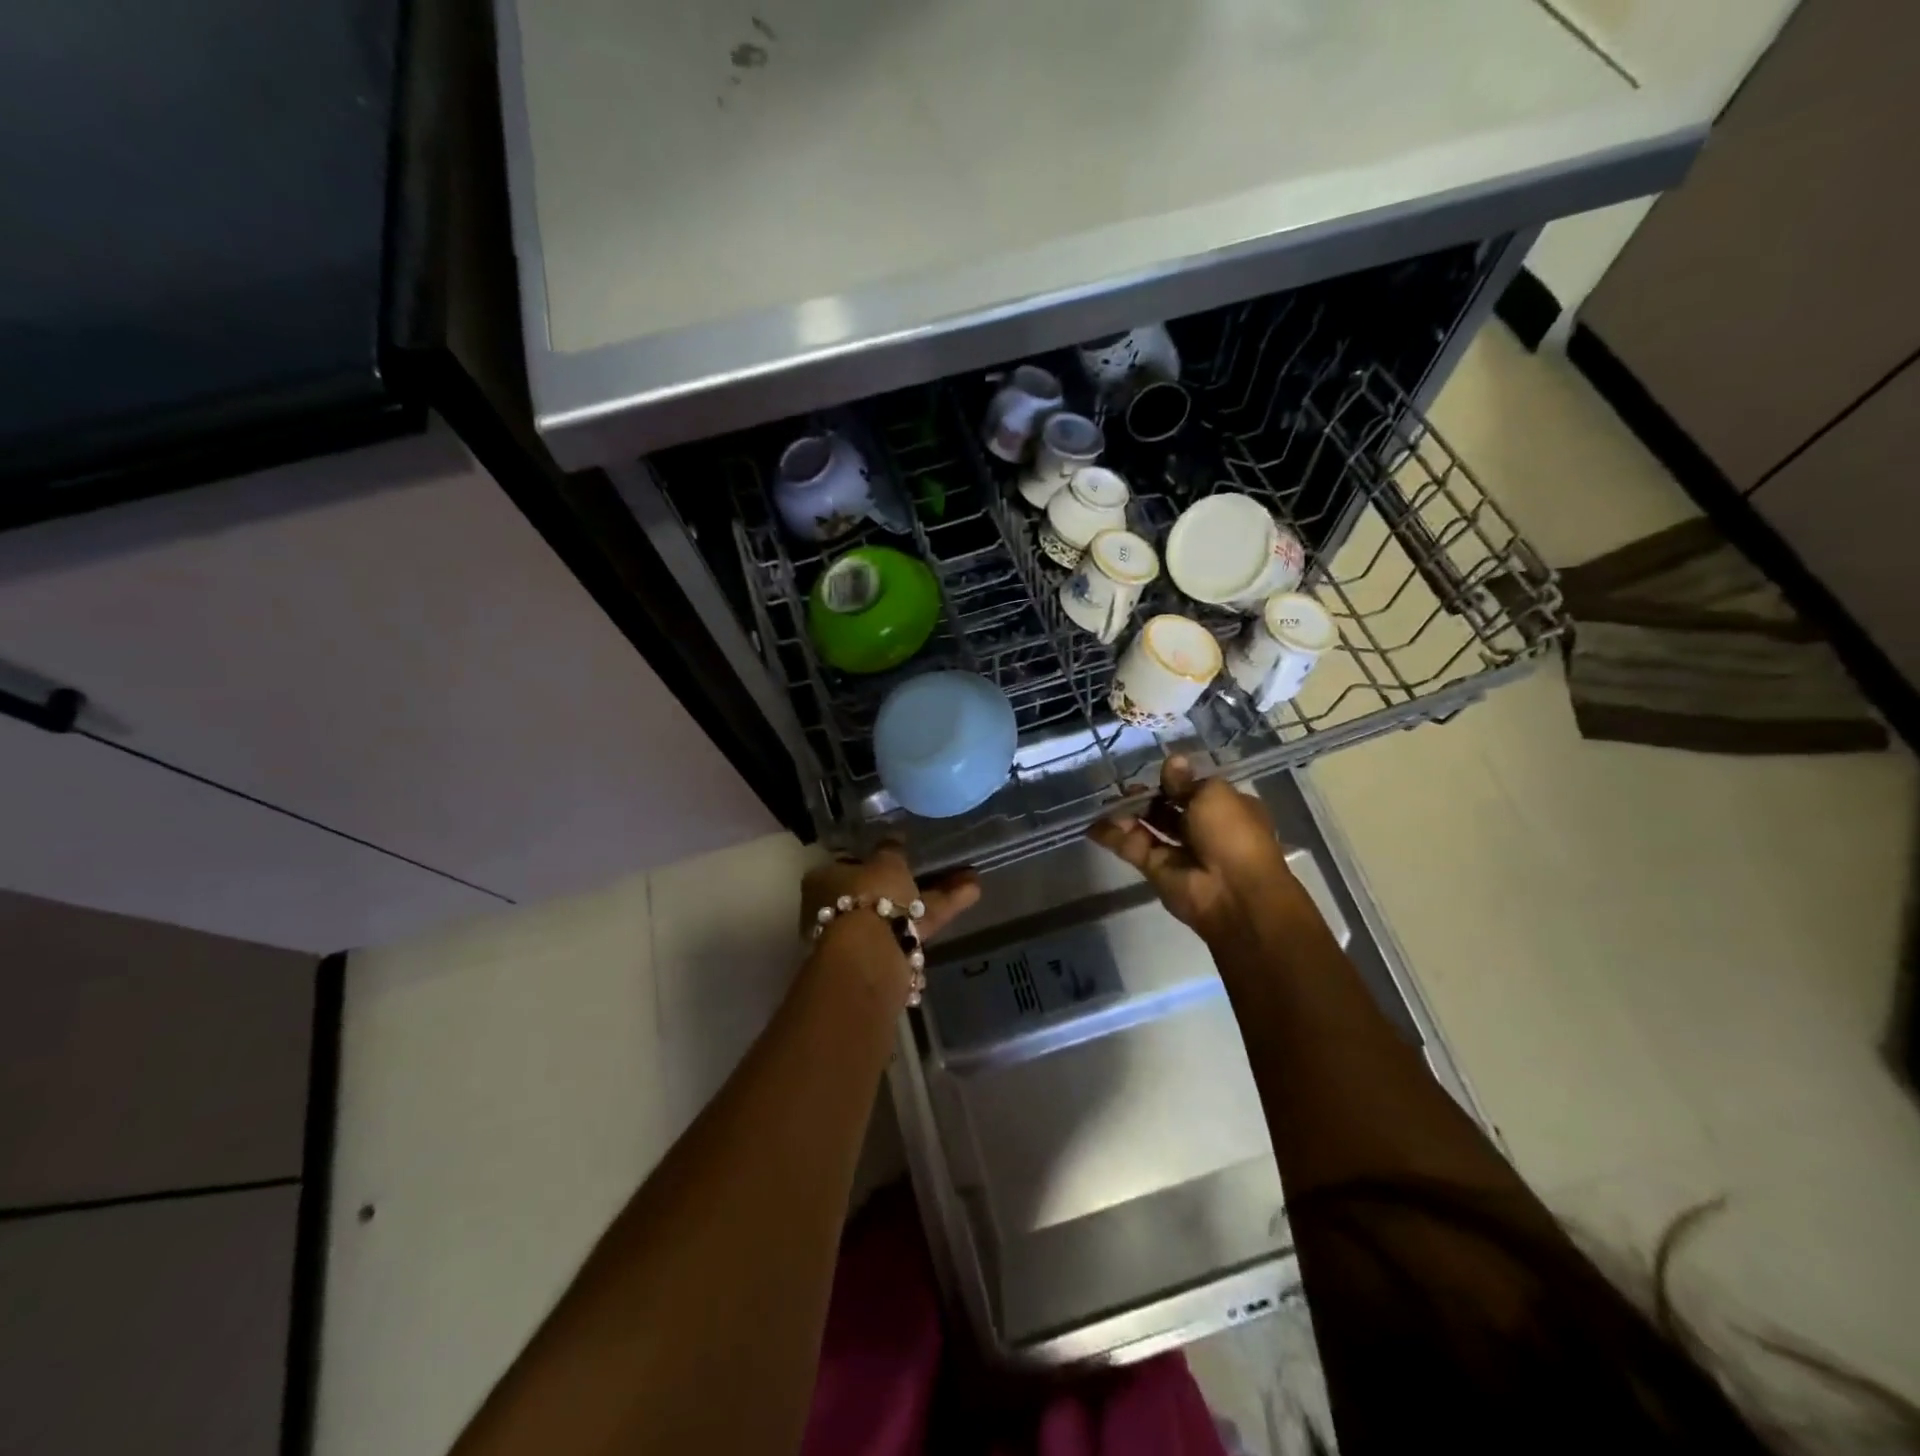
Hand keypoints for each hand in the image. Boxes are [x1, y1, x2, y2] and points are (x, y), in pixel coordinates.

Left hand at [799, 841, 981, 942]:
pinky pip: (916, 924)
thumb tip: (894, 836)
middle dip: (908, 878)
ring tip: (969, 875)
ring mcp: (863, 933)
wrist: (869, 957)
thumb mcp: (885, 862)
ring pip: (901, 907)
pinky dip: (941, 908)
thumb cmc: (867, 896)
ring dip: (932, 892)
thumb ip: (891, 849)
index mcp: (824, 881)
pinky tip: (972, 891)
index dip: (872, 857)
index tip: (897, 850)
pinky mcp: (889, 952)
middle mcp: (837, 908)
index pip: (848, 863)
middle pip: (877, 890)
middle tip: (933, 864)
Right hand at [1088, 756, 1295, 942]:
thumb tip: (1173, 761)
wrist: (1233, 892)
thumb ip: (1185, 781)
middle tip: (1125, 787)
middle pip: (1167, 809)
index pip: (1195, 790)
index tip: (1156, 771)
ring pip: (1147, 827)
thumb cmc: (1232, 833)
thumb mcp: (1213, 794)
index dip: (1175, 781)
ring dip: (1128, 814)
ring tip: (1105, 802)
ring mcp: (1178, 851)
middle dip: (1147, 797)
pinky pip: (1132, 847)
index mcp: (1226, 809)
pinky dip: (1113, 836)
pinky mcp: (1156, 870)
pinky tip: (1092, 824)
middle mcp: (1203, 829)